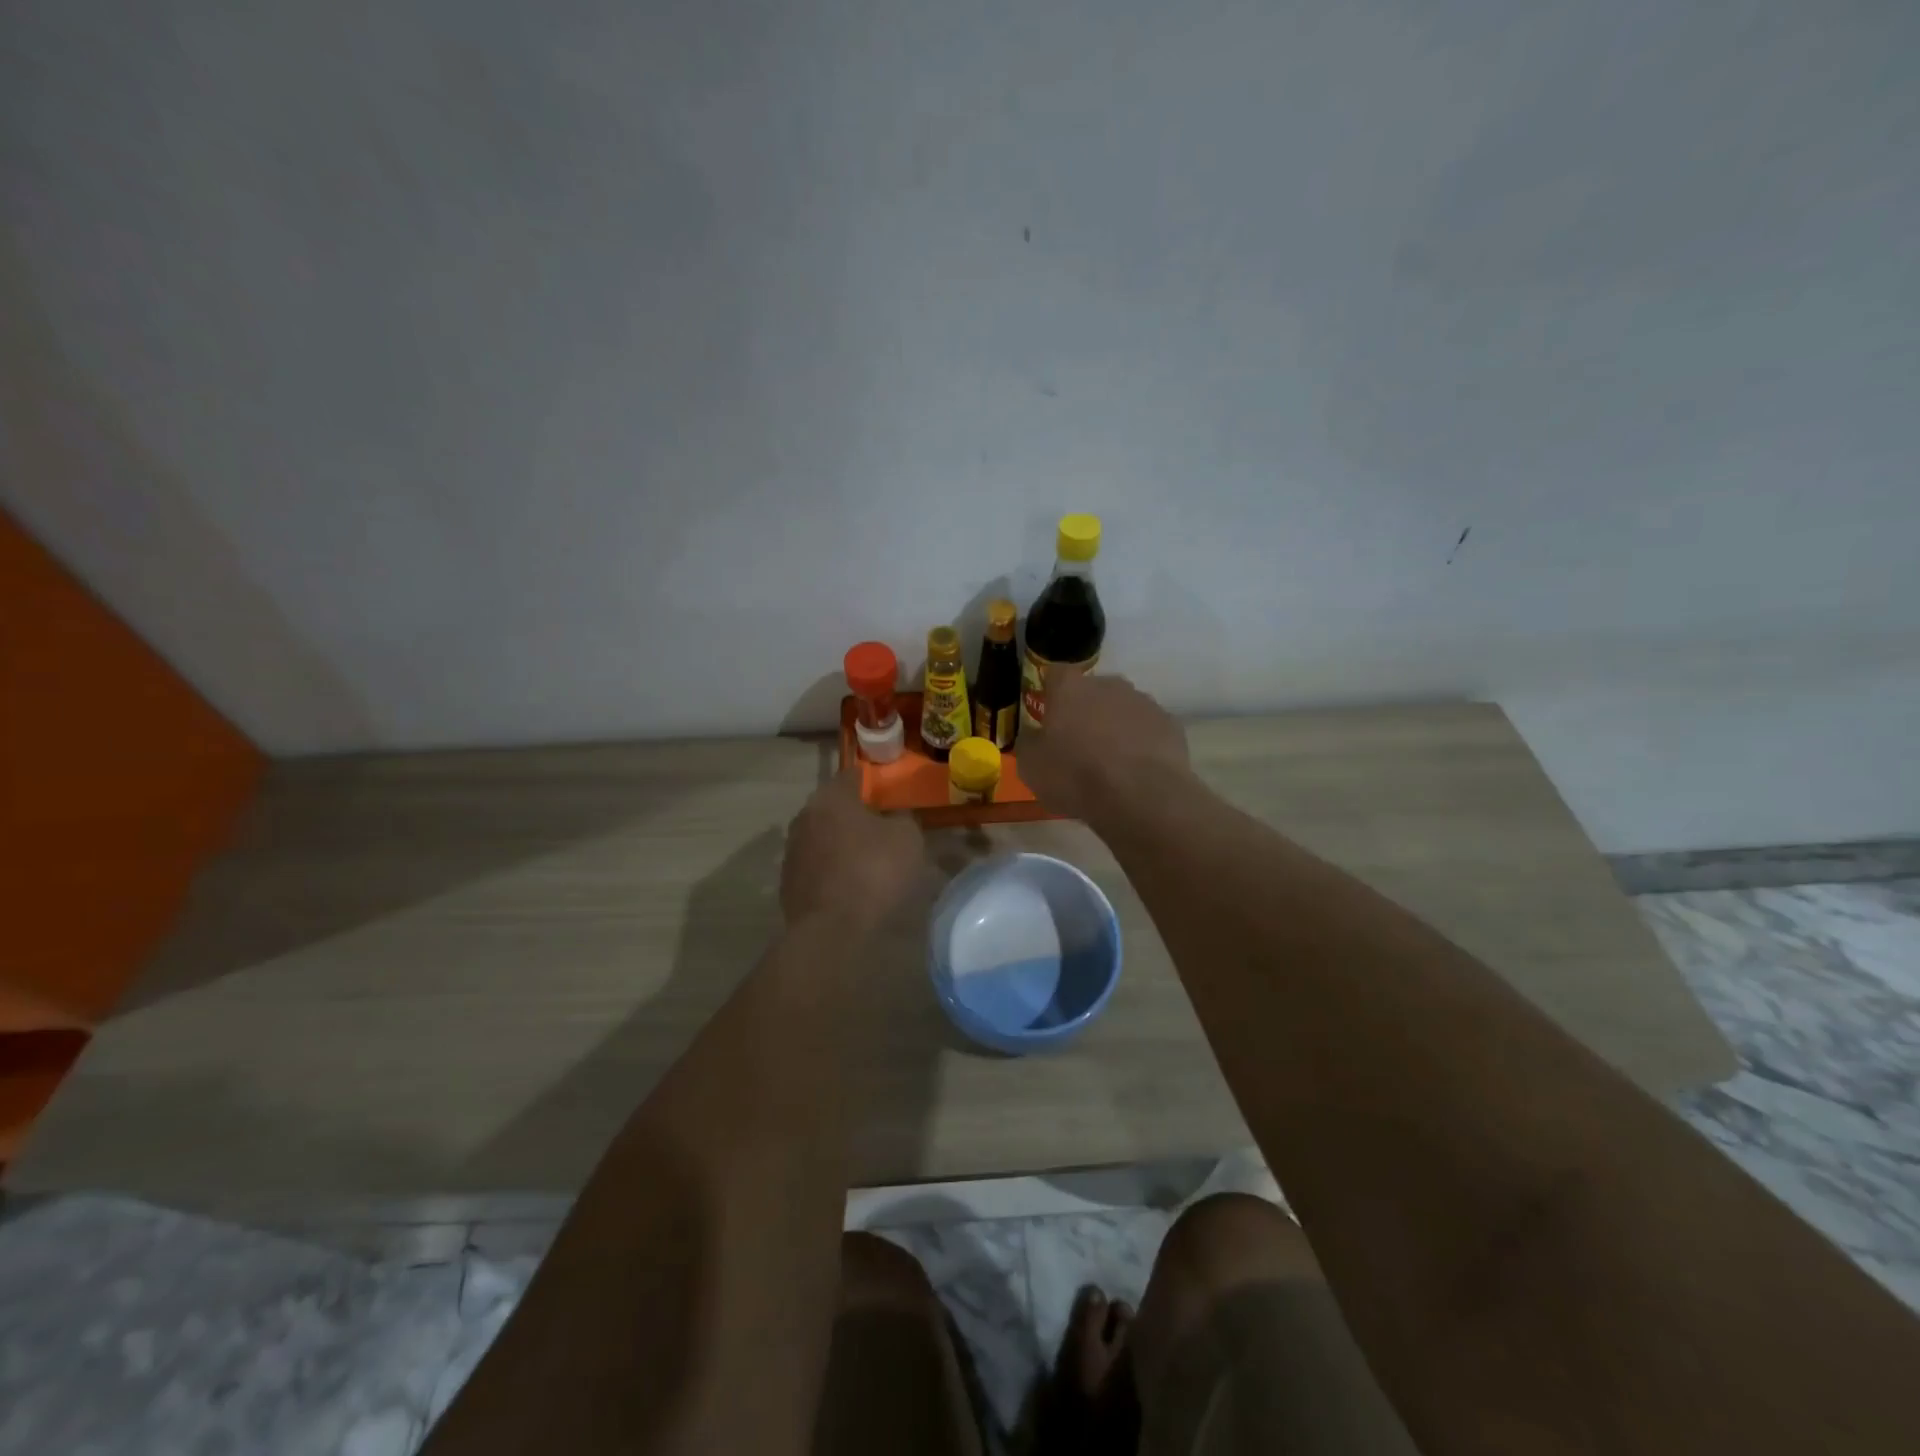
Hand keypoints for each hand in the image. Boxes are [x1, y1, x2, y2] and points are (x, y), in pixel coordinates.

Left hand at [781, 763, 925, 928]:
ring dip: (840, 842)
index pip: (851, 776)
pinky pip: (816, 865)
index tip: (885, 790)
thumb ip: (903, 818)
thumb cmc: (873, 872)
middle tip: (880, 826)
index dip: (870, 781)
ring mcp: (792, 850)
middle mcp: (805, 816)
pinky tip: (849, 884)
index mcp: (832, 798)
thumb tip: (895, 816)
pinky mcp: (788, 881)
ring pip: (822, 836)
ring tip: (866, 858)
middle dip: (854, 814)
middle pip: (833, 807)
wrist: (831, 929)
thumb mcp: (907, 838)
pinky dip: (831, 869)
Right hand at [1019, 670, 1189, 820]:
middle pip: (1092, 691)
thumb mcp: (1031, 767)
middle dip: (1085, 711)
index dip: (1051, 694)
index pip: (1055, 674)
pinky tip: (1136, 771)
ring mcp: (1143, 702)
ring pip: (1122, 709)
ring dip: (1115, 727)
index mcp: (1070, 688)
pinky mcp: (1170, 723)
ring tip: (1111, 763)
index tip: (1049, 718)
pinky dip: (1141, 743)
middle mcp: (1108, 685)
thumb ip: (1029, 743)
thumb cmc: (1076, 777)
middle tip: (1078, 745)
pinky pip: (1148, 729)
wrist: (1141, 797)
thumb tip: (1034, 736)